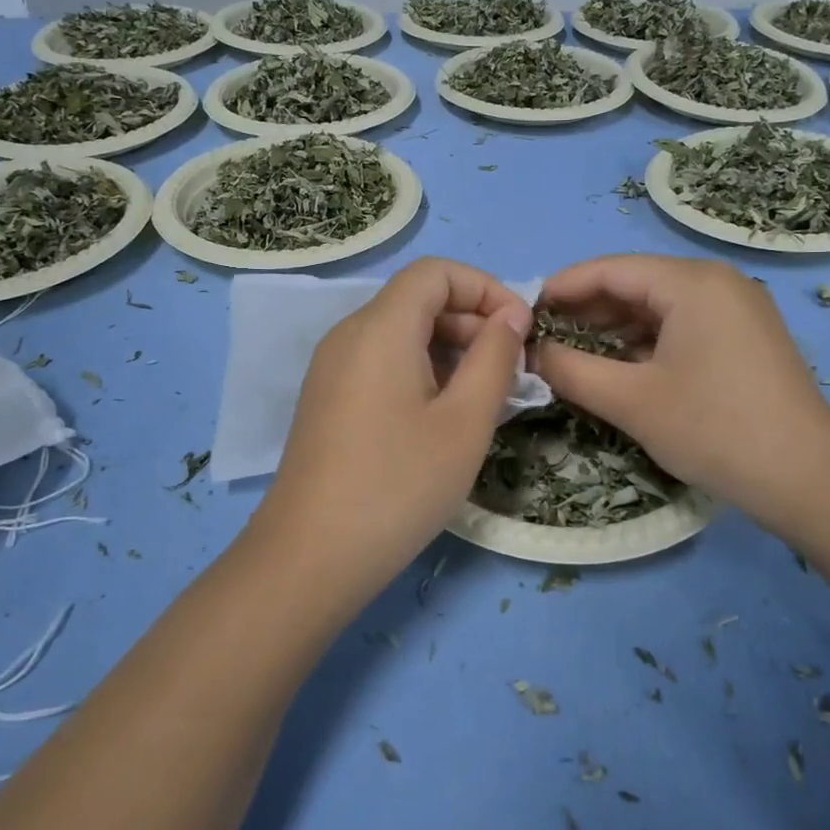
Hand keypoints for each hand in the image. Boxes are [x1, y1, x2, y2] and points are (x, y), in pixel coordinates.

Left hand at [254, 258, 531, 581]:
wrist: (310, 557)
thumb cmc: (398, 485)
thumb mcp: (465, 421)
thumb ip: (495, 357)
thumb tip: (512, 315)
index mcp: (380, 328)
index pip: (436, 272)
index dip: (486, 288)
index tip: (519, 331)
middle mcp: (349, 335)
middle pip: (418, 299)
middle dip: (472, 321)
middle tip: (510, 371)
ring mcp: (333, 368)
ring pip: (402, 333)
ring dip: (451, 350)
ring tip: (485, 398)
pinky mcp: (328, 399)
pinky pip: (382, 362)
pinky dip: (422, 371)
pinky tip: (443, 417)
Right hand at [534, 255, 829, 526]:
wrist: (808, 480)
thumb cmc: (713, 429)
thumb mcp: (631, 401)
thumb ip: (571, 370)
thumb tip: (532, 353)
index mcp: (692, 282)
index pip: (611, 269)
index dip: (563, 287)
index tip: (525, 311)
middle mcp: (718, 283)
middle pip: (636, 284)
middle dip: (586, 310)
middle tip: (543, 337)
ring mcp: (738, 310)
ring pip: (659, 308)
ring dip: (614, 329)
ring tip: (572, 353)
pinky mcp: (746, 338)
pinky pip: (683, 327)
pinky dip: (646, 343)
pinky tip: (619, 367)